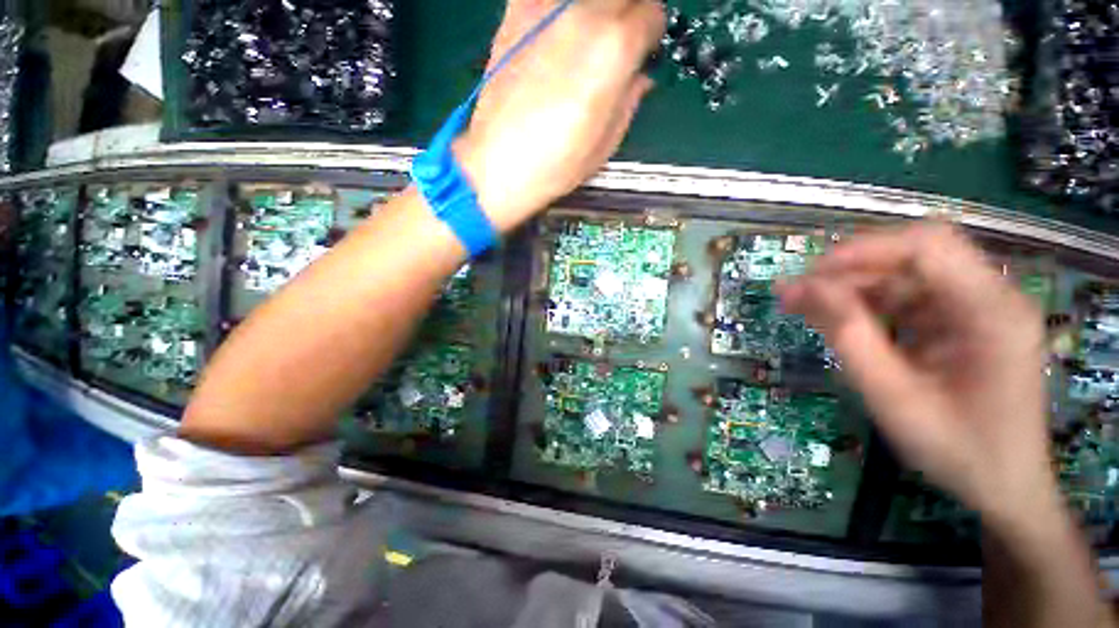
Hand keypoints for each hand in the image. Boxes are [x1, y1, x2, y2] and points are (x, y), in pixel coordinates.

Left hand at [454, 0, 664, 230]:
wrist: (499, 163)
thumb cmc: (556, 163)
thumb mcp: (607, 141)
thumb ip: (630, 98)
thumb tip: (639, 75)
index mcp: (613, 48)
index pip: (652, 12)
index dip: (649, 36)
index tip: (641, 53)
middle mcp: (583, 12)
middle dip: (626, 17)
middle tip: (616, 46)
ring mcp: (545, 6)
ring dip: (594, 14)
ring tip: (583, 47)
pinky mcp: (515, 9)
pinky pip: (551, 1)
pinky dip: (560, 14)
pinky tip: (554, 41)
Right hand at [778, 223, 1054, 525]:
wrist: (1003, 485)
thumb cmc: (957, 449)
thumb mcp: (893, 396)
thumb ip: (849, 335)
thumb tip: (804, 288)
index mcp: (991, 311)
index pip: (927, 248)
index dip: (862, 251)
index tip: (809, 275)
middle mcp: (990, 297)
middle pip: (912, 257)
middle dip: (848, 271)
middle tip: (794, 293)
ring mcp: (976, 308)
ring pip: (903, 276)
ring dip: (850, 288)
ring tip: (802, 305)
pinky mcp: (960, 322)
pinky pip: (906, 299)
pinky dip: (865, 305)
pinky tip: (835, 320)